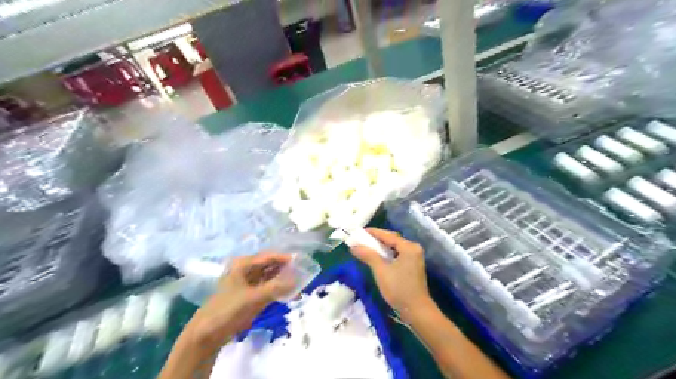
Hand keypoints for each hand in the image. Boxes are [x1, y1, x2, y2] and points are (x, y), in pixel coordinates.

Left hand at [184, 254, 295, 350]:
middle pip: (270, 265)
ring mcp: (248, 283)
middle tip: (303, 272)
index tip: (302, 262)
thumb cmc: (229, 309)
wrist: (208, 333)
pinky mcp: (249, 295)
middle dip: (286, 269)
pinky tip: (289, 293)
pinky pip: (268, 288)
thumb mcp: (254, 297)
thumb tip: (297, 279)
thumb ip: (277, 287)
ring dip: (283, 279)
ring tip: (299, 283)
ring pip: (270, 277)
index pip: (269, 256)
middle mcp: (246, 270)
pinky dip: (278, 289)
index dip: (285, 258)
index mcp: (244, 264)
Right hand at [348, 228, 431, 319]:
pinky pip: (397, 255)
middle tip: (361, 238)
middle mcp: (414, 249)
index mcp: (409, 247)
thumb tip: (354, 246)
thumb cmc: (398, 289)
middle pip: (392, 240)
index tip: (360, 231)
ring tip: (366, 246)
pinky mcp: (413, 266)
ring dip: (381, 247)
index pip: (388, 235)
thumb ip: (368, 255)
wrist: (416, 311)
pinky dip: (387, 254)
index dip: (374, 232)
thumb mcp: (381, 270)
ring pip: (395, 248)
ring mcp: (415, 258)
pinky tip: (377, 256)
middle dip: (377, 239)